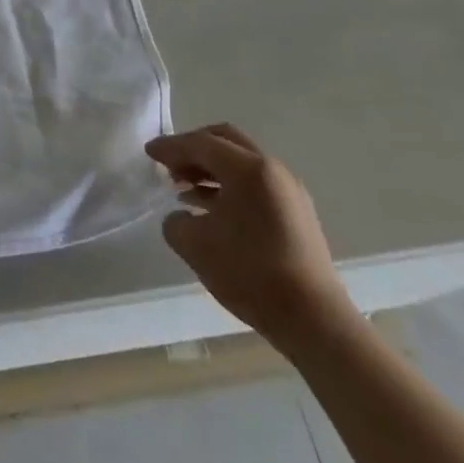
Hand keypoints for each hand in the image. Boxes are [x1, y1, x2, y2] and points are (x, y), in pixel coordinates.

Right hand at [145, 124, 355, 352]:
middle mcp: (272, 169)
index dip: (171, 147)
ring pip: (241, 163)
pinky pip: (256, 184)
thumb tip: (182, 215)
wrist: (315, 321)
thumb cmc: (251, 274)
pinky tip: (211, 208)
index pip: (201, 144)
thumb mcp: (195, 246)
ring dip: (211, 169)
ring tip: (185, 188)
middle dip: (193, 149)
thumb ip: (176, 221)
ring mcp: (289, 190)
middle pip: (225, 141)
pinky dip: (230, 186)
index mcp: (248, 168)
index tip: (148, 152)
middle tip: (170, 165)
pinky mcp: (298, 213)